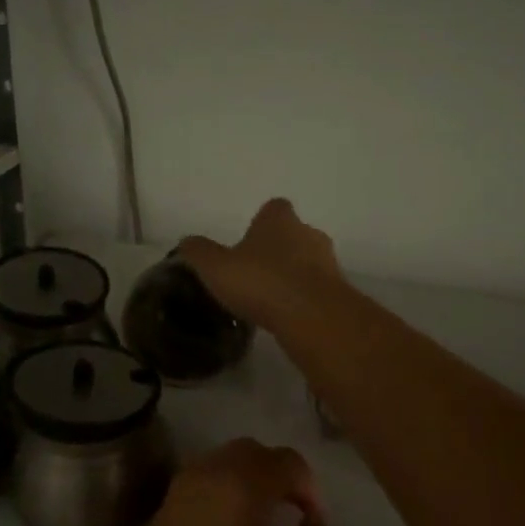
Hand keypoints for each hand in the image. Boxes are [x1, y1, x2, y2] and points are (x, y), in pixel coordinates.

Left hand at [89, 439, 337, 525]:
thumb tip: (315, 523)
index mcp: (235, 487)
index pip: (284, 461)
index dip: (309, 487)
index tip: (315, 525)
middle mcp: (199, 480)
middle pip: (246, 453)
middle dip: (276, 475)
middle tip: (293, 518)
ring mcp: (170, 502)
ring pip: (217, 469)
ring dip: (245, 485)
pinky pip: (195, 494)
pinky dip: (219, 502)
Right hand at [180, 199, 343, 330]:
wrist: (312, 316)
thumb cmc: (261, 282)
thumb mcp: (215, 267)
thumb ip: (199, 252)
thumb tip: (186, 242)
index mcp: (279, 220)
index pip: (274, 208)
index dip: (261, 222)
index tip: (247, 242)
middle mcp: (308, 233)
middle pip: (293, 234)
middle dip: (277, 250)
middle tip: (255, 272)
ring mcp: (328, 262)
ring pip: (308, 263)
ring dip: (292, 276)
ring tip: (269, 299)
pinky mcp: (338, 292)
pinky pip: (316, 290)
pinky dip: (303, 299)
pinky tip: (286, 317)